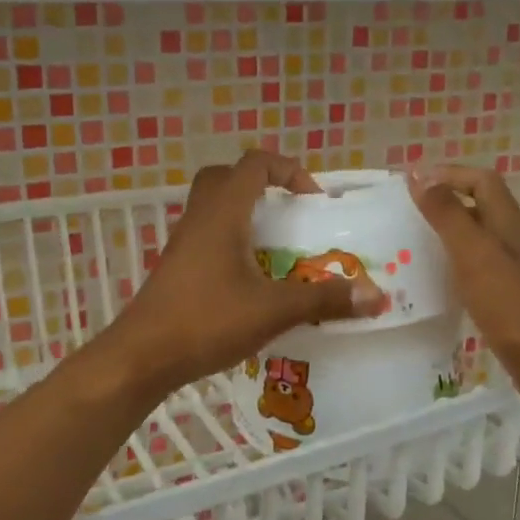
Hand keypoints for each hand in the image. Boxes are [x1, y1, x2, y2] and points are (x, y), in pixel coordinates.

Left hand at [105, 150, 387, 397]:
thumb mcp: (273, 310)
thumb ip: (325, 299)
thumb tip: (378, 296)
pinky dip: (231, 240)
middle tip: (289, 213)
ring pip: (214, 207)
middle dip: (262, 185)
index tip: (313, 200)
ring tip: (276, 247)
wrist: (142, 356)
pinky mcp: (176, 266)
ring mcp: (183, 242)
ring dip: (246, 214)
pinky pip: (207, 235)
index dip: (288, 170)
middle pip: (228, 178)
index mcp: (223, 213)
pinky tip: (250, 278)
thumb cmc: (207, 321)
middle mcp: (199, 217)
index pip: (255, 164)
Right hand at [408, 165, 519, 408]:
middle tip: (406, 210)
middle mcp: (514, 240)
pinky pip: (478, 265)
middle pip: (480, 205)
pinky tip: (437, 280)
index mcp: (509, 224)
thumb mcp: (475, 256)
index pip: (481, 180)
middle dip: (444, 199)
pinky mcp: (510, 296)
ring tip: (413, 241)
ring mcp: (515, 269)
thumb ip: (448, 216)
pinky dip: (455, 262)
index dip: (449, 174)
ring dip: (448, 230)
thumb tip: (421, 176)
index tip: (411, 182)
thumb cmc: (513, 307)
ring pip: (478, 236)